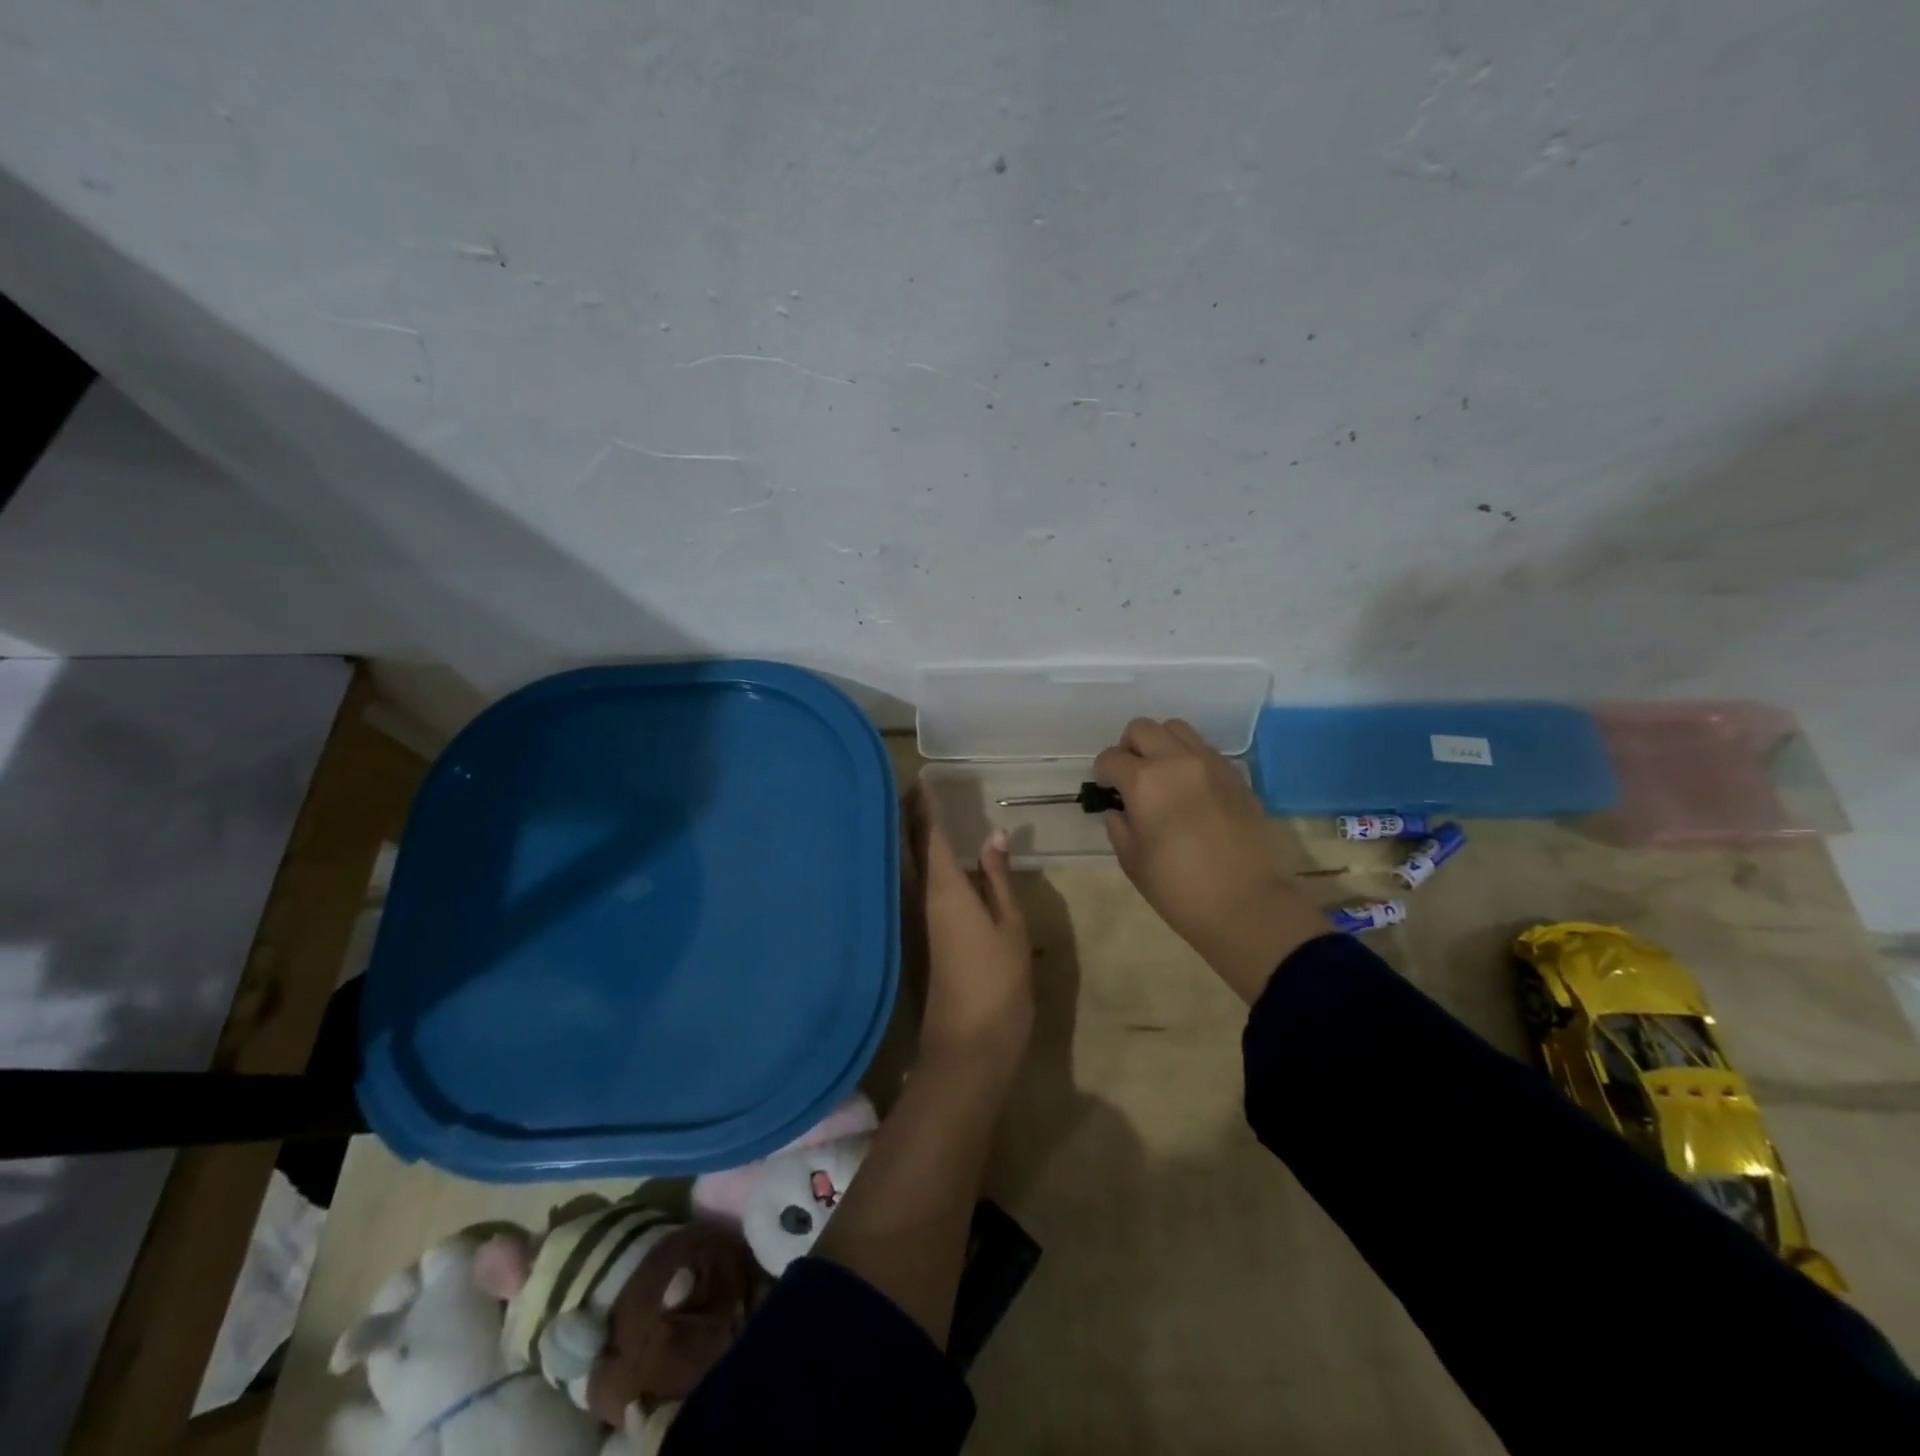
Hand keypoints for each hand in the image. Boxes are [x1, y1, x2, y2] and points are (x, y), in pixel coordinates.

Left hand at [905, 784, 1033, 1079]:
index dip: (925, 806)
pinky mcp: (917, 939)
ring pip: (907, 868)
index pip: (930, 835)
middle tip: (913, 789)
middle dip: (909, 817)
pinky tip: (926, 863)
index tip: (920, 779)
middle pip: (909, 848)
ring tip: (917, 814)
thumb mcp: (1011, 926)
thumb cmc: (997, 982)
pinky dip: (916, 865)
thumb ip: (999, 879)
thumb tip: (994, 836)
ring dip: (909, 839)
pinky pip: (913, 887)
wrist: (967, 1047)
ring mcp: (914, 921)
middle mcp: (920, 899)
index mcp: (944, 889)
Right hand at [1094, 718, 1326, 1000]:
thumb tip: (1119, 809)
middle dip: (1129, 749)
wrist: (1248, 904)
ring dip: (1160, 745)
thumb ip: (1119, 826)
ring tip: (1162, 776)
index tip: (1107, 791)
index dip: (1103, 774)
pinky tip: (1190, 790)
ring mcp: (1210, 763)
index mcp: (1145, 781)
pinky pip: (1204, 749)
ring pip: (1176, 729)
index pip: (1110, 758)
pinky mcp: (1236, 774)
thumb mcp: (1133, 861)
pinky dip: (1188, 758)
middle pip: (1142, 728)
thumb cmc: (1179, 889)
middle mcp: (1177, 760)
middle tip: (1131, 778)